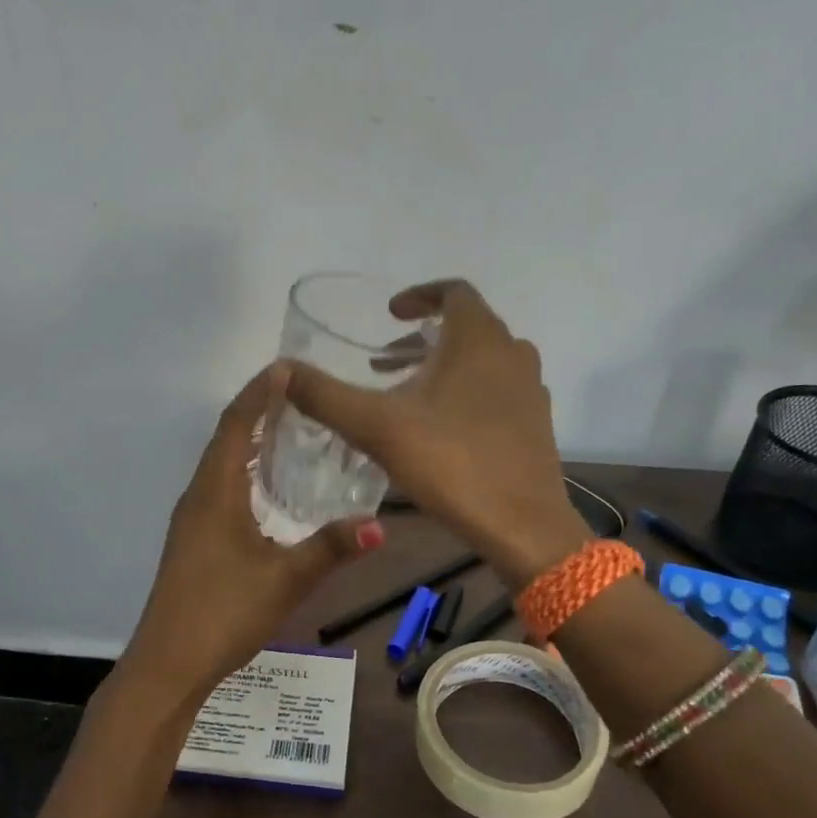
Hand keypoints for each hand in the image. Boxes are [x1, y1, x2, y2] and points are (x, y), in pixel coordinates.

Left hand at [120, 364, 384, 708]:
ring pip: (220, 466)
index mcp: (215, 493)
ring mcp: (191, 520)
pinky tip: (267, 488)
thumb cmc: (223, 612)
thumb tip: (379, 525)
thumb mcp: (285, 580)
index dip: (259, 393)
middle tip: (298, 394)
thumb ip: (330, 549)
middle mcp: (198, 497)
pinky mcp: (193, 541)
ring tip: (288, 428)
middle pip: (225, 439)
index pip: (235, 425)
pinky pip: (219, 488)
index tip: (286, 368)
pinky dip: (244, 472)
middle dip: (257, 410)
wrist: (169, 664)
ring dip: (248, 441)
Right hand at [284, 279, 589, 588]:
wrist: (522, 526)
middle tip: (384, 361)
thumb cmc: (452, 463)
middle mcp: (513, 354)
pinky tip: (438, 430)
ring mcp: (530, 391)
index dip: (419, 296)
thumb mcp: (377, 427)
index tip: (389, 314)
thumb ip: (325, 396)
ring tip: (405, 394)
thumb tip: (280, 370)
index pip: (454, 291)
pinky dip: (465, 393)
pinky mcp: (535, 425)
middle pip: (467, 327)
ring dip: (443, 366)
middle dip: (423, 338)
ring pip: (482, 361)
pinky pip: (496, 391)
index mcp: (480, 339)